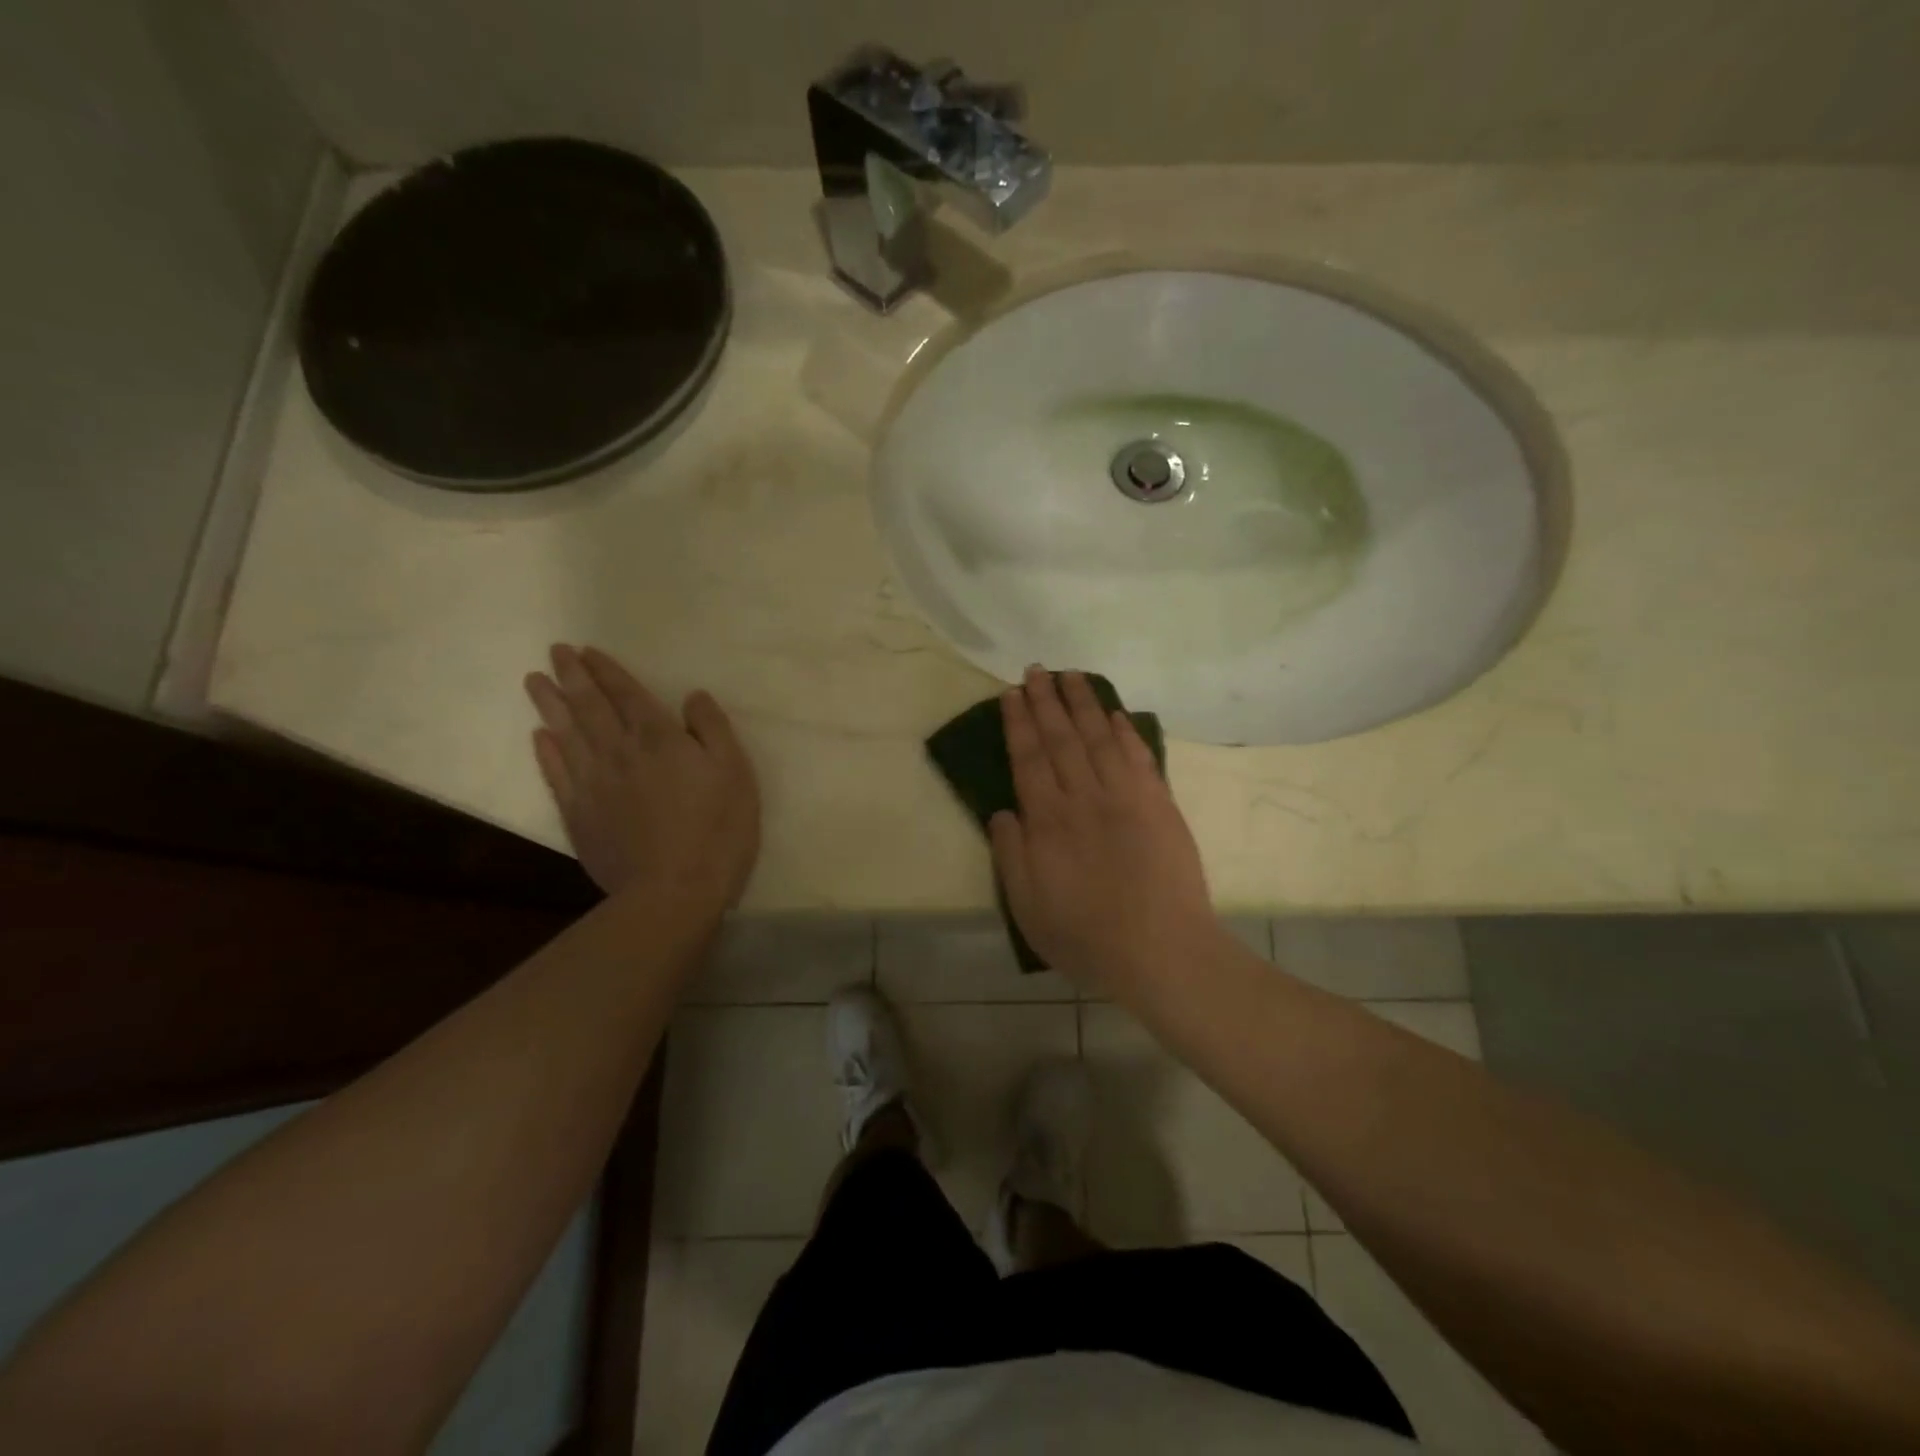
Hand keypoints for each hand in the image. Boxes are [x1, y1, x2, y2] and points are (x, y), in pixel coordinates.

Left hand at [524, 644, 759, 906]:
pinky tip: (540, 737)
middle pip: (590, 707)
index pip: (627, 694)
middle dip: (573, 677)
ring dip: (550, 705)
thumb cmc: (717, 829)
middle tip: (555, 652)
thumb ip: (713, 729)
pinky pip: (556, 774)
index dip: (607, 671)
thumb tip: (693, 696)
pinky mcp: (579, 815)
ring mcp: (593, 784)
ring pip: (566, 734)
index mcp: (659, 738)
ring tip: (534, 681)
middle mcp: (619, 752)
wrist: (673, 891)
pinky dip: (546, 752)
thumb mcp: (735, 773)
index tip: (587, 650)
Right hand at [989, 666, 1224, 1002]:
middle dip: (1046, 701)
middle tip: (1036, 669)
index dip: (1018, 723)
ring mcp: (1127, 797)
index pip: (1029, 758)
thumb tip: (1002, 812)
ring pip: (1100, 737)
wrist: (1162, 952)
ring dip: (1084, 704)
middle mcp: (1085, 798)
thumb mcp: (1028, 909)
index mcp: (1049, 821)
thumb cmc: (1087, 937)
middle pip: (1062, 738)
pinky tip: (1115, 714)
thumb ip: (1011, 856)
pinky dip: (1125, 732)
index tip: (1011, 694)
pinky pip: (1139, 757)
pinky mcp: (1160, 805)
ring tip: (1072, 675)